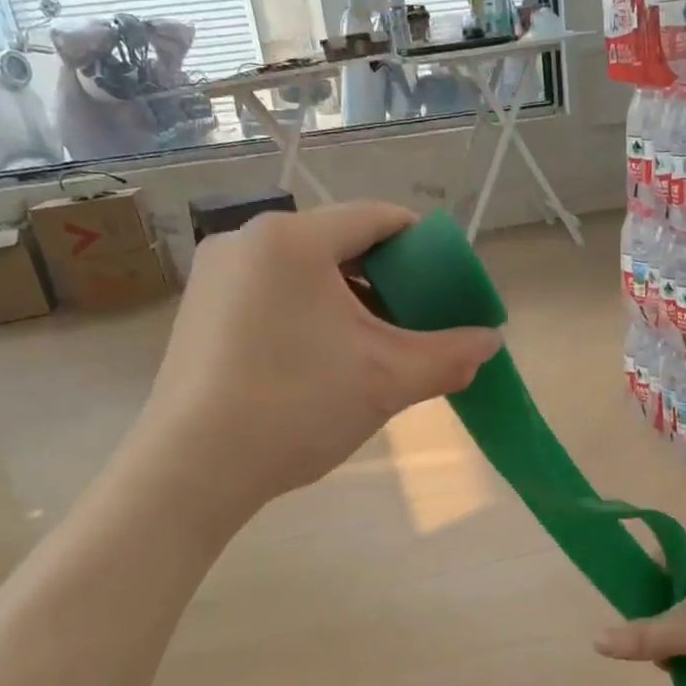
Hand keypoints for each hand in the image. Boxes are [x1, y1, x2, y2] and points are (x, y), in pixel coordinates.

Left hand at [143, 202, 501, 514]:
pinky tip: (317, 360)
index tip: (445, 282)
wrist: (194, 466)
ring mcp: (214, 275)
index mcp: (293, 239)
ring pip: (301, 272)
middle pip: (337, 244)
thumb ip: (448, 355)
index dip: (422, 245)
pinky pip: (268, 294)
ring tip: (368, 347)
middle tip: (411, 323)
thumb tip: (491, 342)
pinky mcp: (197, 311)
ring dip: (344, 300)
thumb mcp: (387, 379)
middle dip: (383, 280)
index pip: (377, 218)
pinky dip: (304, 314)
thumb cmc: (298, 406)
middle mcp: (246, 240)